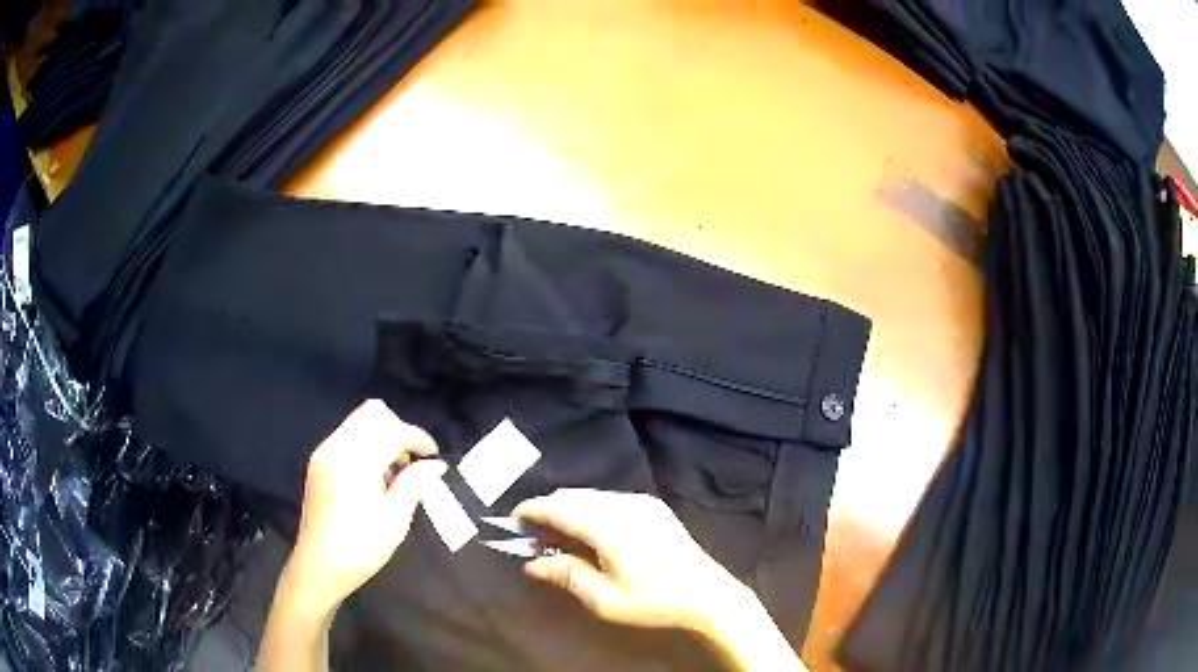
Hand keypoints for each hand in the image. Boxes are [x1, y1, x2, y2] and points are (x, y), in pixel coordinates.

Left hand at [285, 399, 447, 614]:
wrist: (319, 568)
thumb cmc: (361, 546)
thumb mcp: (395, 517)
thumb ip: (415, 483)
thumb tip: (436, 465)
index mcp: (355, 459)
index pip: (394, 431)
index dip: (419, 439)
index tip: (435, 457)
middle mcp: (336, 447)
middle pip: (372, 413)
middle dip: (398, 430)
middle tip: (412, 460)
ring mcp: (324, 454)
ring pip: (358, 425)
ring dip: (382, 438)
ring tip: (395, 475)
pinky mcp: (319, 465)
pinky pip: (347, 440)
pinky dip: (366, 448)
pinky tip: (374, 481)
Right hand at [512, 488, 749, 633]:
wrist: (707, 594)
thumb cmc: (654, 602)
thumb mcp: (605, 599)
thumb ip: (567, 575)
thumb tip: (531, 564)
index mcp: (610, 528)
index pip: (561, 509)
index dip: (533, 510)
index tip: (513, 519)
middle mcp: (625, 506)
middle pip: (574, 497)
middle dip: (549, 509)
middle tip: (533, 534)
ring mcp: (642, 504)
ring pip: (592, 495)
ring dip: (569, 508)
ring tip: (558, 535)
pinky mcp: (653, 507)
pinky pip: (610, 498)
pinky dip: (590, 508)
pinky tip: (588, 531)